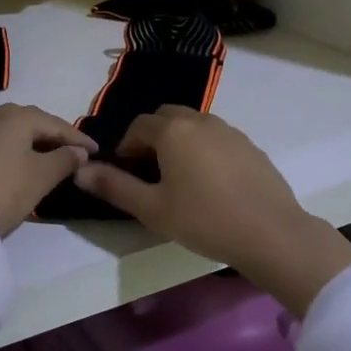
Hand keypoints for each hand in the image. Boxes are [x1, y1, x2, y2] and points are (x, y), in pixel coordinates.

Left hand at [0, 104, 96, 237]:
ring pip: (13, 132)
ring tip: (51, 160)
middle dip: (55, 137)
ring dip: (34, 144)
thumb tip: (79, 150)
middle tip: (75, 153)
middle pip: (33, 123)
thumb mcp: (42, 177)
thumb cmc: (5, 190)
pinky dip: (15, 150)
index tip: (97, 151)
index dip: (79, 138)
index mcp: (16, 116)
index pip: (56, 124)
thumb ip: (65, 159)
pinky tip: (23, 164)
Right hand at [72, 106, 350, 315]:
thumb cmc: (204, 220)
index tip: (126, 173)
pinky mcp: (251, 146)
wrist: (270, 232)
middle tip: (150, 172)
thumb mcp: (152, 209)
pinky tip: (211, 183)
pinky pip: (217, 138)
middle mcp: (202, 121)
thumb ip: (114, 187)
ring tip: (179, 178)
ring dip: (179, 142)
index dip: (125, 147)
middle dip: (152, 138)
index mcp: (173, 131)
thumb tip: (79, 171)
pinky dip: (204, 150)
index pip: (138, 126)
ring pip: (194, 125)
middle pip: (167, 117)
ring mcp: (231, 131)